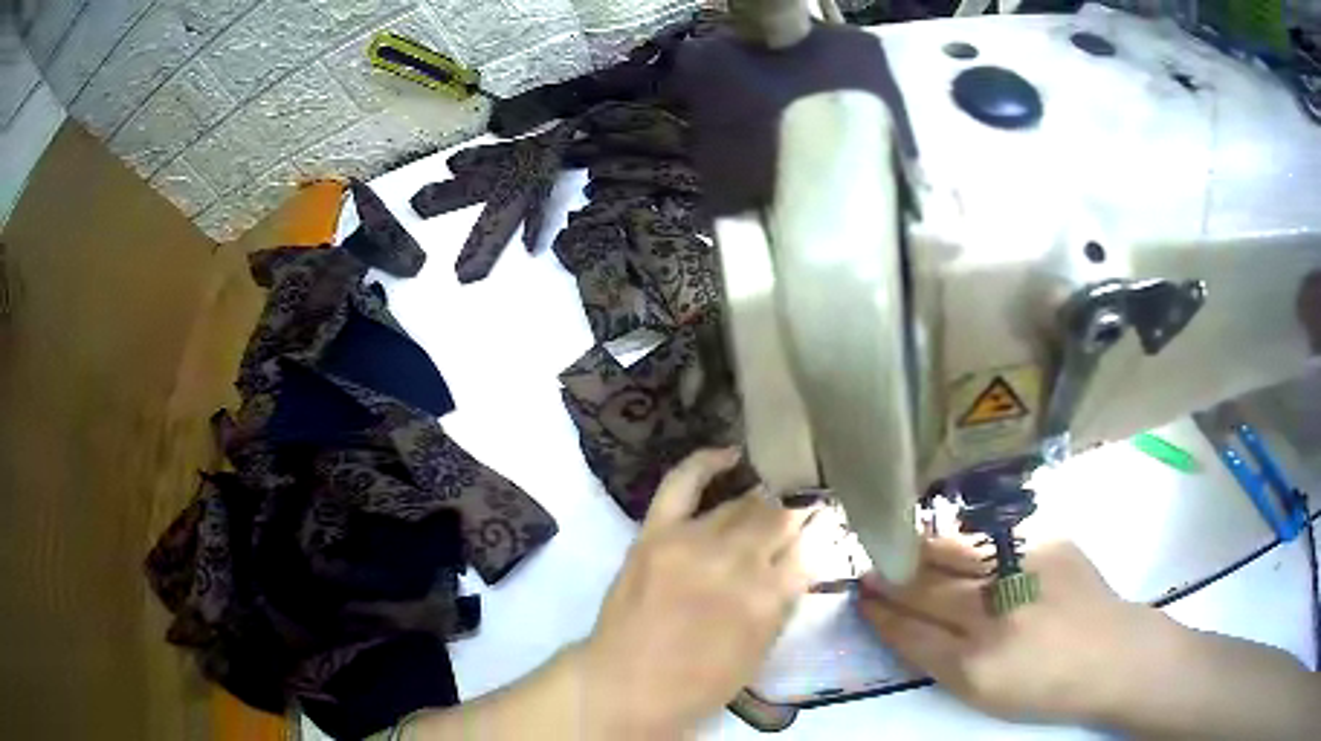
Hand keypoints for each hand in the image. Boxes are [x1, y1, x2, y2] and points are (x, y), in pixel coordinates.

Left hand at [580, 448, 811, 736]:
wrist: (625, 686)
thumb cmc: (699, 684)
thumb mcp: (761, 652)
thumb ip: (784, 601)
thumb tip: (801, 559)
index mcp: (767, 599)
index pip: (809, 549)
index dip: (819, 537)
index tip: (823, 530)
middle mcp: (735, 563)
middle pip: (779, 518)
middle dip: (795, 515)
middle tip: (801, 513)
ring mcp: (692, 542)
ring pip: (742, 503)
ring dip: (762, 502)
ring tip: (771, 500)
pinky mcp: (656, 532)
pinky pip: (683, 483)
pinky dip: (706, 462)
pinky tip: (730, 455)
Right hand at [858, 537, 1163, 723]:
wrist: (1112, 654)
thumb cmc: (1045, 687)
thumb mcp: (985, 693)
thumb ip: (942, 659)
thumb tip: (905, 622)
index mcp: (974, 666)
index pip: (910, 634)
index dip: (881, 615)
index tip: (862, 600)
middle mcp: (995, 615)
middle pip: (926, 590)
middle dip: (890, 579)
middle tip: (868, 569)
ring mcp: (1023, 571)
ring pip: (955, 555)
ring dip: (920, 552)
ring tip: (898, 547)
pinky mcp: (1047, 542)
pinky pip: (991, 541)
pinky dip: (964, 544)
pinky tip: (951, 544)